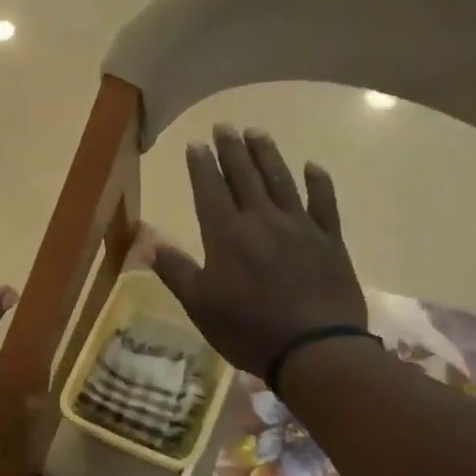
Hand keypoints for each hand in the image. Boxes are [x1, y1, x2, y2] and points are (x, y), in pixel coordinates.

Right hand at [150, 126, 366, 379]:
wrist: (316, 350)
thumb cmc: (248, 329)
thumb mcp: (200, 305)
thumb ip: (175, 270)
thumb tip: (146, 241)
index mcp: (226, 235)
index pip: (210, 189)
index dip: (202, 165)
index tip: (196, 143)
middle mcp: (262, 221)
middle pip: (244, 176)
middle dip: (232, 149)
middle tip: (224, 126)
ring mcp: (299, 228)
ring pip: (281, 181)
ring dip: (267, 155)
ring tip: (257, 132)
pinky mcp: (329, 241)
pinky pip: (324, 204)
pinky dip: (318, 183)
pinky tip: (313, 167)